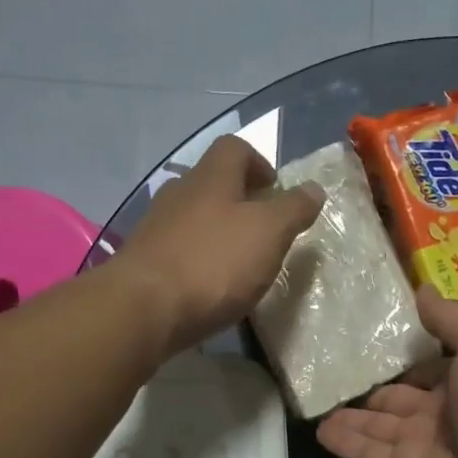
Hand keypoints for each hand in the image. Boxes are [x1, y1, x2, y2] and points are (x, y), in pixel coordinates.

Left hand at [115, 135, 322, 354]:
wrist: (143, 309)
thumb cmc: (214, 262)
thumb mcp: (269, 233)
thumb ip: (293, 209)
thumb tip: (314, 188)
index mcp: (211, 177)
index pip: (234, 148)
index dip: (259, 162)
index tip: (275, 190)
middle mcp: (179, 192)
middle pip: (211, 182)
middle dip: (239, 200)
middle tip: (262, 229)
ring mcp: (155, 227)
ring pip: (192, 217)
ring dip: (216, 231)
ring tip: (238, 262)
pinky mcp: (143, 261)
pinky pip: (177, 249)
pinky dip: (197, 259)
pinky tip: (208, 286)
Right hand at [317, 289, 457, 457]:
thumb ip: (451, 318)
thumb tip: (422, 289)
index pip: (429, 366)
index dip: (406, 354)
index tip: (372, 334)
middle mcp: (443, 414)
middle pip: (399, 397)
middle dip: (373, 384)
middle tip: (333, 364)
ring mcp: (420, 446)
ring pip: (376, 424)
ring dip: (351, 413)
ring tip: (318, 395)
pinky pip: (364, 452)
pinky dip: (342, 441)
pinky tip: (317, 428)